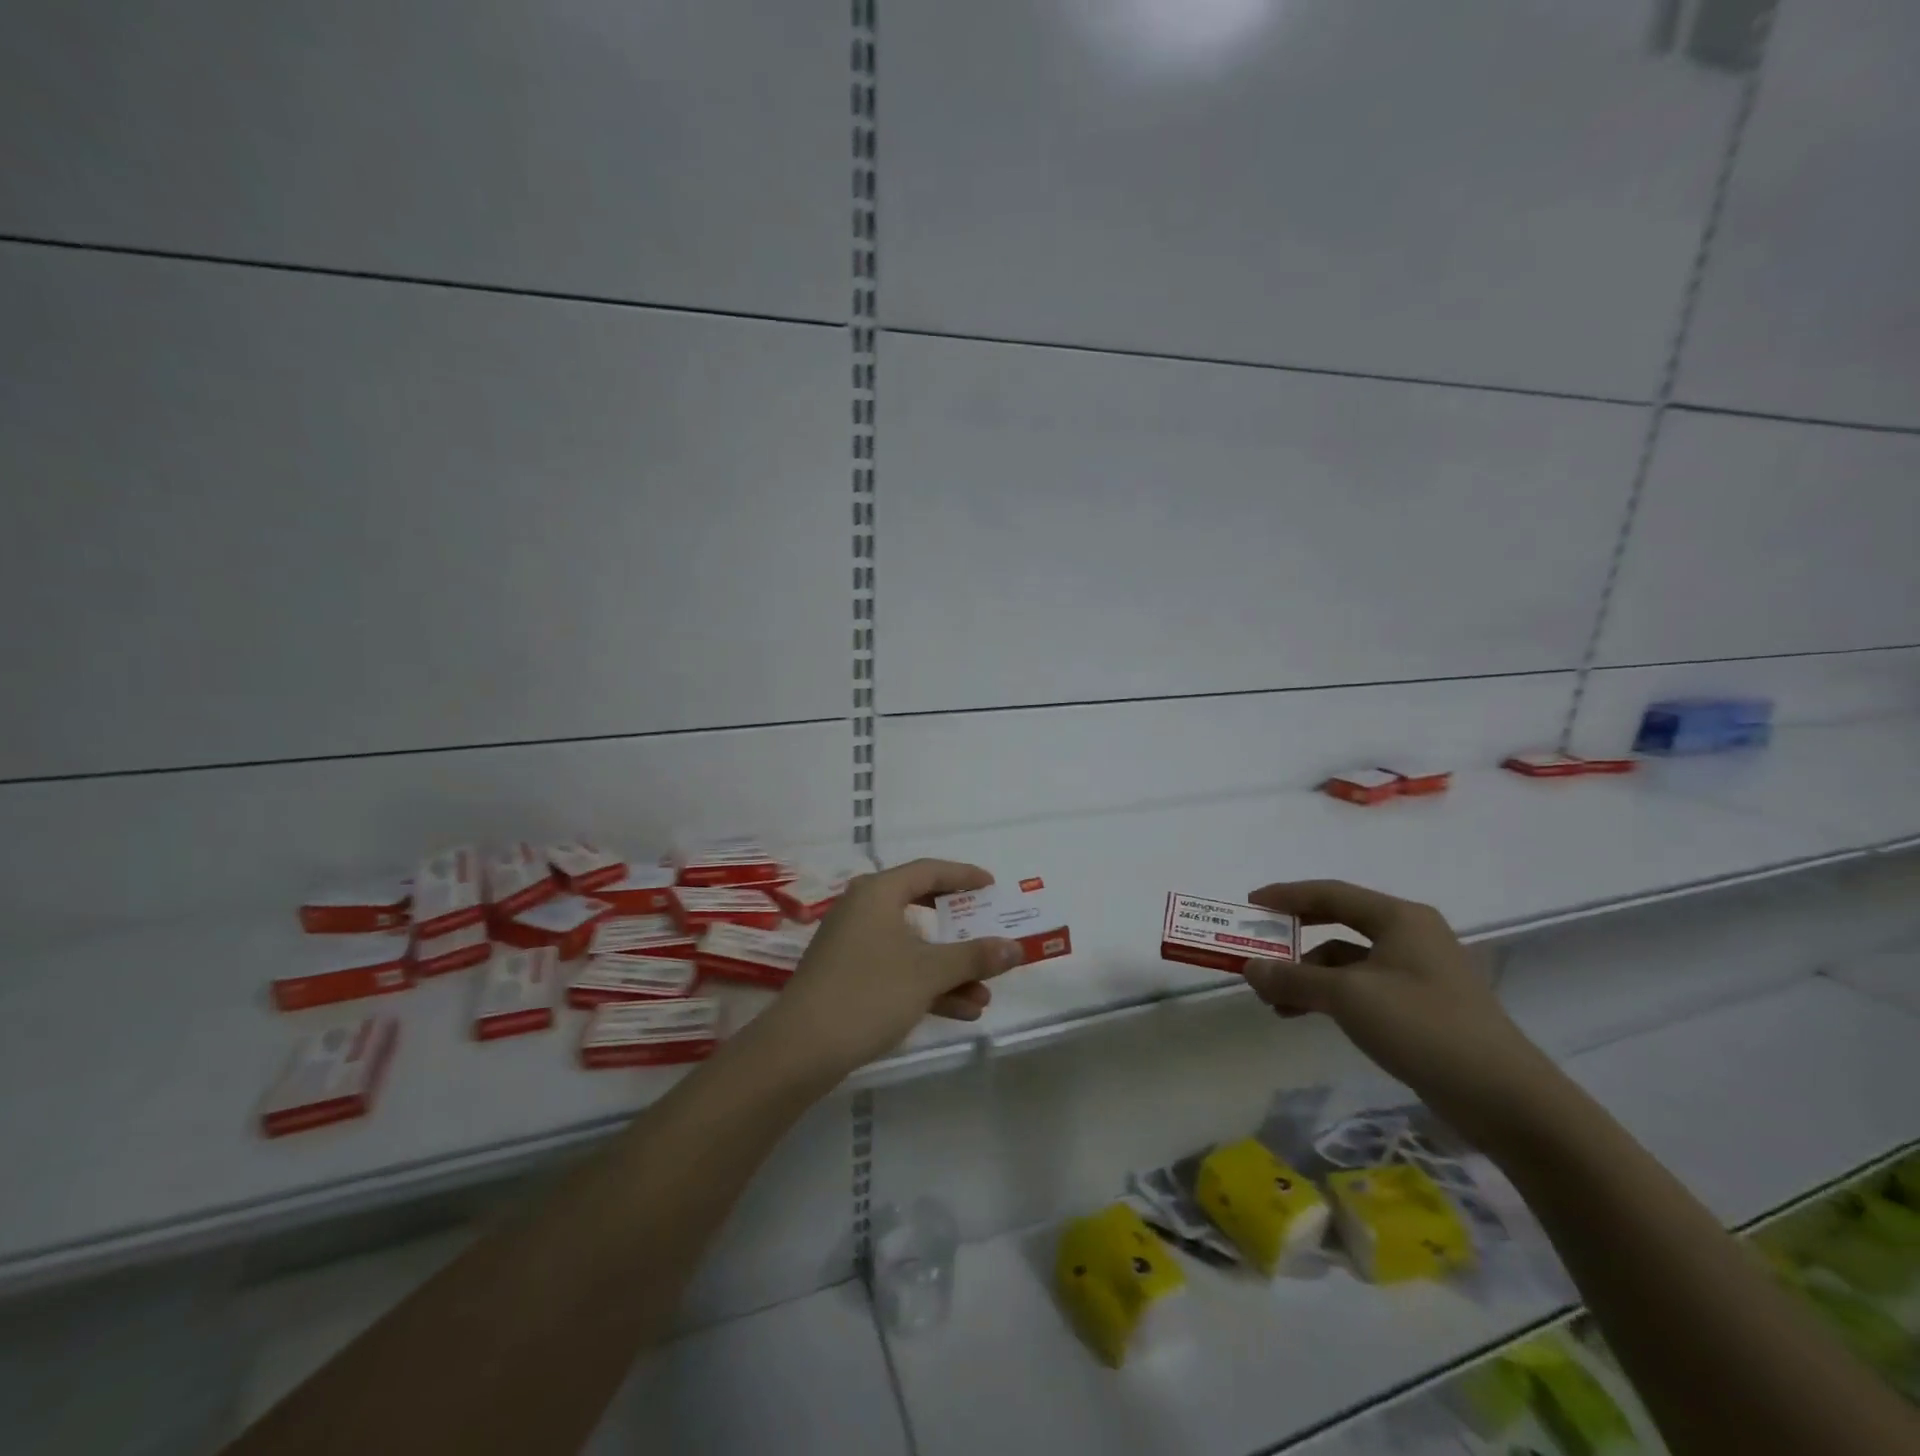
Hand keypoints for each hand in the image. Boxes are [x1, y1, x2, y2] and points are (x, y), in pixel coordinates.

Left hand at [769, 859, 1025, 1070]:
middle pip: (921, 907)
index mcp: (877, 892)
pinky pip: (898, 970)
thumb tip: (1015, 948)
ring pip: (912, 947)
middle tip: (989, 929)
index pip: (928, 871)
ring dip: (949, 969)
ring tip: (986, 993)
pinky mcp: (849, 977)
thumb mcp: (929, 972)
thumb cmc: (869, 992)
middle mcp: (863, 910)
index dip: (963, 876)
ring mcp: (853, 945)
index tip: (992, 886)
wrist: (801, 1049)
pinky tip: (962, 1011)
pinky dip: (927, 986)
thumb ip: (974, 957)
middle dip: (959, 927)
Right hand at [1241, 880, 1561, 1144]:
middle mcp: (1410, 935)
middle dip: (1294, 939)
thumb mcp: (1347, 997)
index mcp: (1399, 918)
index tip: (1250, 904)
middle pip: (1338, 924)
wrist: (1505, 1098)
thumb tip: (1249, 968)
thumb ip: (1293, 978)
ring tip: (1273, 999)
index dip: (1286, 896)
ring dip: (1308, 975)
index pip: (1330, 893)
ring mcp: (1419, 972)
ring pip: (1348, 961)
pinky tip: (1305, 1015)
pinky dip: (1330, 995)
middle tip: (1258, 948)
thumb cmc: (1423, 1027)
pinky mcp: (1422, 1006)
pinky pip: (1362, 987)